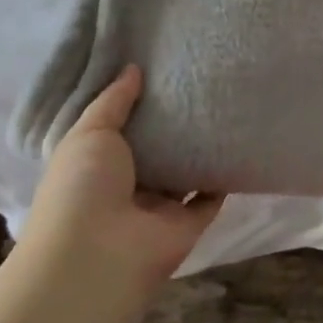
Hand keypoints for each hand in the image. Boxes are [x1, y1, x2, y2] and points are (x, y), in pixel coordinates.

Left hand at [24, 65, 222, 287]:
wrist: (99, 254)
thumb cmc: (83, 186)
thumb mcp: (89, 133)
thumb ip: (113, 101)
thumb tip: (133, 68)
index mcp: (97, 165)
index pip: (120, 130)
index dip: (137, 104)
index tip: (161, 72)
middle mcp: (128, 186)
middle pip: (156, 151)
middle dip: (173, 124)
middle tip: (201, 83)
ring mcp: (159, 207)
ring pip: (185, 173)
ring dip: (200, 149)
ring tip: (225, 106)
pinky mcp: (188, 223)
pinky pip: (211, 196)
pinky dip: (223, 177)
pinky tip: (239, 143)